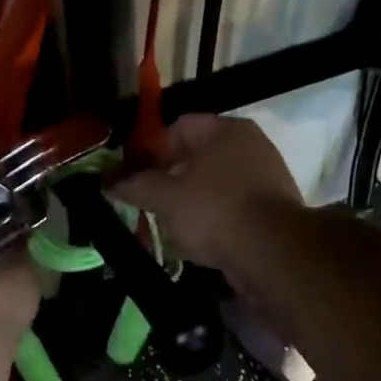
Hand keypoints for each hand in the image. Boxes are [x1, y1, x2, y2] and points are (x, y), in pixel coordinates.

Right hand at [110, 114, 303, 272]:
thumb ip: (135, 186)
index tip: (135, 177)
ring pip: (215, 184)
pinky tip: (201, 241)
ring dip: (191, 203)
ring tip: (172, 227)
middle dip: (170, 179)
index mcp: (226, 130)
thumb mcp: (166, 198)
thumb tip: (106, 181)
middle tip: (150, 204)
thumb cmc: (214, 212)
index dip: (151, 150)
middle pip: (198, 156)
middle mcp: (251, 145)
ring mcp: (267, 177)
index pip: (179, 127)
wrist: (273, 254)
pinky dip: (214, 219)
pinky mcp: (273, 209)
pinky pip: (233, 207)